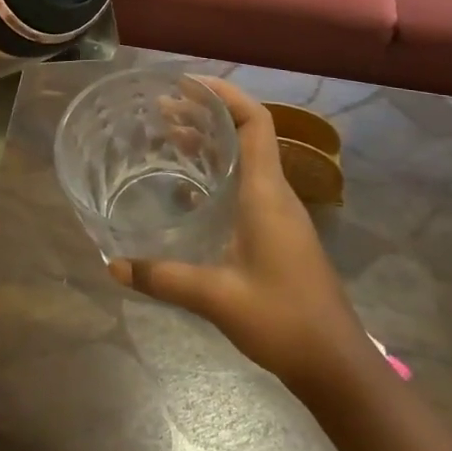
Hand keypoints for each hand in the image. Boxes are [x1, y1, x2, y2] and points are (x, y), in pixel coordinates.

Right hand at [110, 77, 369, 390]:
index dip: (224, 94)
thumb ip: (163, 278)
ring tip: (168, 135)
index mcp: (267, 193)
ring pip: (245, 158)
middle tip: (162, 109)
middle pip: (246, 133)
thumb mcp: (216, 298)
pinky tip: (186, 187)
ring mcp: (279, 213)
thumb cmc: (283, 320)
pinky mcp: (277, 232)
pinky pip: (245, 183)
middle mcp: (275, 193)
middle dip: (205, 114)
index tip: (185, 84)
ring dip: (211, 141)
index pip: (254, 122)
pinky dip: (216, 171)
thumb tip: (113, 265)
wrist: (337, 366)